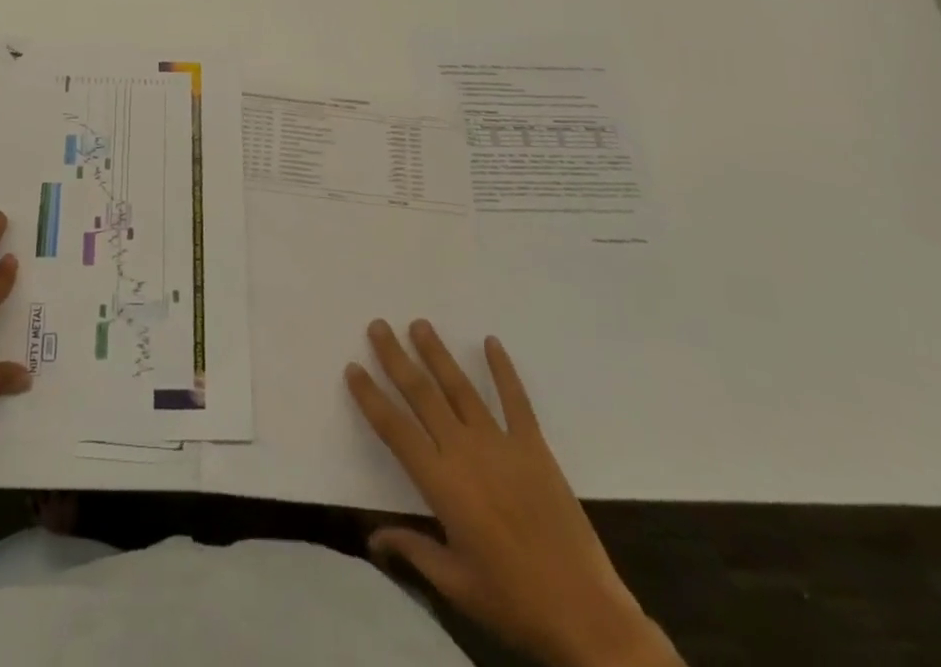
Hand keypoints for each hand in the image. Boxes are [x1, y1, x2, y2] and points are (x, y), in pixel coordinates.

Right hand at [346, 320, 680, 666]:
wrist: (587, 615)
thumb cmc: (514, 602)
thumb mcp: (457, 585)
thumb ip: (413, 550)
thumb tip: (372, 538)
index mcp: (442, 484)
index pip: (395, 429)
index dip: (371, 397)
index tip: (352, 368)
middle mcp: (465, 452)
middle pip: (422, 395)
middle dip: (396, 358)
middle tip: (378, 326)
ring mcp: (501, 444)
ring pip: (461, 388)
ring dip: (437, 354)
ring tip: (419, 324)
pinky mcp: (534, 447)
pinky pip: (516, 400)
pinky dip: (503, 369)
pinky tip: (491, 342)